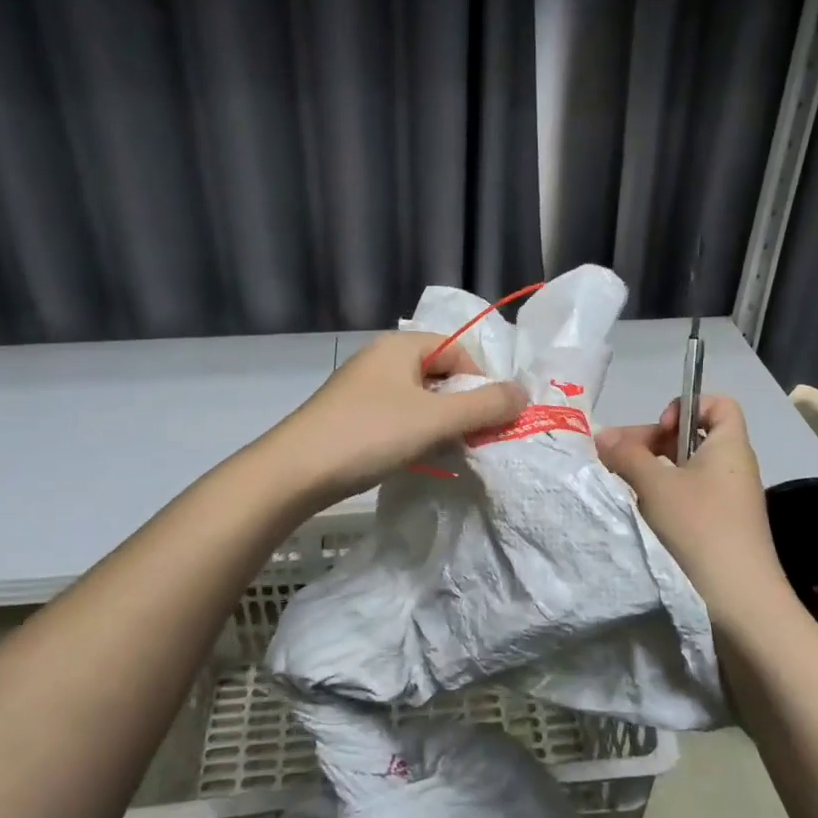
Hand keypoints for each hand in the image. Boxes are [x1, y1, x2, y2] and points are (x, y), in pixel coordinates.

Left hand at [264, 332, 527, 505]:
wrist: (294, 472)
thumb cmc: (370, 434)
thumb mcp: (436, 419)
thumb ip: (484, 405)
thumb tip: (523, 393)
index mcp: (401, 345)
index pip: (459, 351)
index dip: (481, 382)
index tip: (489, 420)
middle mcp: (381, 358)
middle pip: (439, 373)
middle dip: (462, 405)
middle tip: (473, 439)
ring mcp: (361, 387)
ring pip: (418, 398)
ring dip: (439, 423)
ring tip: (446, 451)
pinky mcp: (348, 415)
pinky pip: (395, 417)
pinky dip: (413, 433)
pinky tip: (413, 457)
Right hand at [595, 396, 788, 626]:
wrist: (741, 605)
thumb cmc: (699, 529)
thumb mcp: (655, 485)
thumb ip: (626, 454)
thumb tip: (602, 434)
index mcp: (729, 447)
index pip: (718, 404)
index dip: (687, 406)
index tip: (660, 430)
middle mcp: (734, 470)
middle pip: (693, 437)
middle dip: (653, 443)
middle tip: (619, 461)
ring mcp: (729, 504)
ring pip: (686, 472)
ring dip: (652, 475)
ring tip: (622, 489)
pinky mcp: (720, 532)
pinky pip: (688, 501)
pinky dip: (662, 501)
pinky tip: (640, 516)